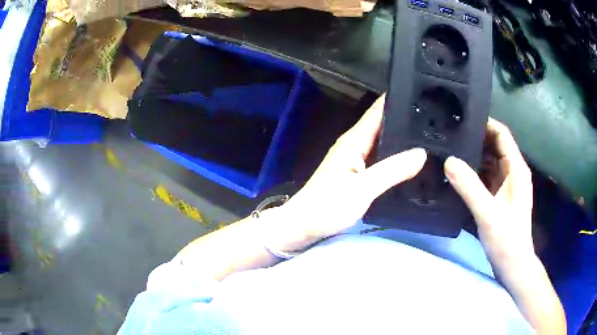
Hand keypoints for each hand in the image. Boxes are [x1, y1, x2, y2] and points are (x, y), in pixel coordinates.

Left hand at [273, 95, 426, 249]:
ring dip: (402, 139)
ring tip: (429, 137)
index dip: (398, 100)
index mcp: (354, 140)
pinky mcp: (357, 173)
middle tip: (433, 119)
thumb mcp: (363, 189)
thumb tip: (421, 153)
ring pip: (383, 142)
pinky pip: (380, 158)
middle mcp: (355, 144)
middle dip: (406, 120)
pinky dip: (395, 157)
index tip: (422, 94)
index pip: (378, 111)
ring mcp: (355, 159)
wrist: (303, 226)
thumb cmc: (327, 206)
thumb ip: (393, 170)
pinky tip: (410, 162)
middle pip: (383, 125)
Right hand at [444, 118, 534, 268]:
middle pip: (494, 146)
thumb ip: (469, 187)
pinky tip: (458, 174)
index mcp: (516, 169)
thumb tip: (448, 160)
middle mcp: (512, 172)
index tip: (463, 118)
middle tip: (450, 135)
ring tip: (450, 150)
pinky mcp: (499, 196)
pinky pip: (485, 176)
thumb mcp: (488, 213)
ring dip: (473, 156)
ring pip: (489, 161)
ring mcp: (506, 185)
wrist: (512, 264)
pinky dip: (473, 172)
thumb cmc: (506, 239)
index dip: (486, 123)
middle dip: (475, 139)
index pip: (502, 134)